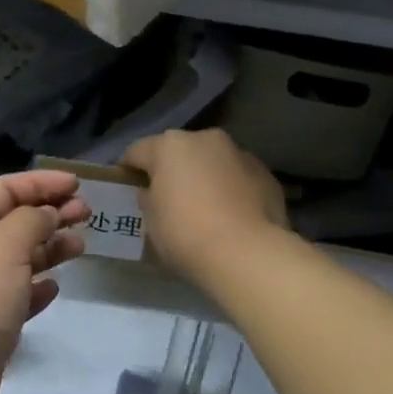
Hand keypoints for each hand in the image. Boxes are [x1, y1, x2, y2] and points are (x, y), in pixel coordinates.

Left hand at [0, 171, 89, 393]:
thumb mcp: (7, 244)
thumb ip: (32, 219)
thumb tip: (46, 213)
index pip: (6, 188)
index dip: (41, 182)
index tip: (77, 184)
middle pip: (14, 220)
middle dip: (51, 212)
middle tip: (87, 212)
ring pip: (19, 256)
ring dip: (50, 247)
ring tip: (81, 246)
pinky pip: (18, 293)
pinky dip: (37, 286)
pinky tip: (55, 287)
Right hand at [123, 130, 286, 283]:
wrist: (248, 254)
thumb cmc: (186, 235)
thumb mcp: (151, 222)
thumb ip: (149, 199)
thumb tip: (154, 192)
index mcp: (169, 146)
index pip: (137, 151)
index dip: (129, 170)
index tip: (127, 188)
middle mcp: (205, 139)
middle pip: (179, 151)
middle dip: (171, 170)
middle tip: (167, 199)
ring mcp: (239, 153)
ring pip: (212, 161)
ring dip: (204, 176)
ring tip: (204, 208)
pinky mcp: (265, 173)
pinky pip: (237, 177)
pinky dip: (230, 189)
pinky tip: (231, 215)